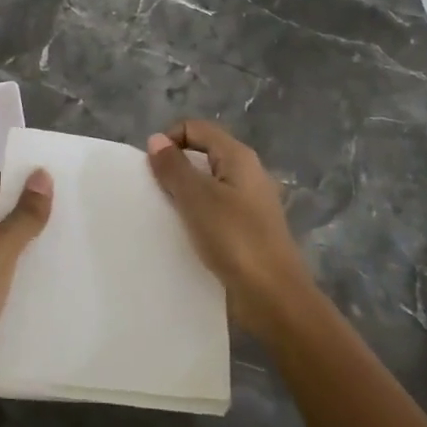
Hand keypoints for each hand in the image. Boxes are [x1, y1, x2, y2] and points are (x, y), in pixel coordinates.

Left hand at [0, 169, 51, 426]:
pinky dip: (27, 280)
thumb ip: (21, 217)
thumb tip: (41, 173)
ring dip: (31, 245)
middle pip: (0, 217)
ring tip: (71, 244)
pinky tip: (52, 287)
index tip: (54, 174)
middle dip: (31, 210)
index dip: (18, 175)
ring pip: (5, 251)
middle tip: (73, 208)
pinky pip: (7, 284)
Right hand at [146, 120, 313, 335]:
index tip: (151, 169)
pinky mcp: (248, 230)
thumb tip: (156, 139)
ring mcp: (250, 203)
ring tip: (165, 215)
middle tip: (154, 192)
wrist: (274, 297)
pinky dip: (197, 216)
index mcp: (238, 157)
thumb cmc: (235, 238)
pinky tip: (185, 234)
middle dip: (174, 168)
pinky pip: (215, 210)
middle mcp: (247, 173)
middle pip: (202, 155)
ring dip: (184, 194)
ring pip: (208, 185)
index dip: (169, 140)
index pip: (196, 128)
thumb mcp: (197, 198)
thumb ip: (173, 167)